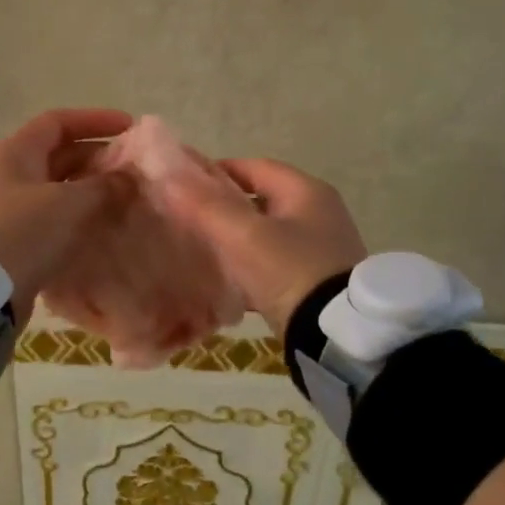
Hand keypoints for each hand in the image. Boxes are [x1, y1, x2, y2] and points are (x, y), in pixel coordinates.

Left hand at [0, 108, 133, 318]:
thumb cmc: (22, 232)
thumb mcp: (70, 204)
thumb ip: (104, 187)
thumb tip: (129, 178)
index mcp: (15, 152)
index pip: (58, 122)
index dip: (95, 121)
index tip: (129, 128)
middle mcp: (6, 174)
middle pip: (57, 156)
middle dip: (96, 160)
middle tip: (132, 172)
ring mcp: (4, 208)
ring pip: (55, 190)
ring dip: (88, 193)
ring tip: (123, 202)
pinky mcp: (8, 240)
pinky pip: (48, 219)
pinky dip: (74, 220)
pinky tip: (99, 231)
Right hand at [163, 157, 366, 337]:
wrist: (336, 337)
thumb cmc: (291, 271)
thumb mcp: (244, 235)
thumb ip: (206, 204)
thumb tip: (168, 171)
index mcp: (306, 191)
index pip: (253, 166)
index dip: (215, 171)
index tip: (182, 186)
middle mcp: (318, 214)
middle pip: (260, 200)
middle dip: (223, 207)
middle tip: (185, 219)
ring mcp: (320, 250)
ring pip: (265, 235)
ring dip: (236, 240)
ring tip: (198, 250)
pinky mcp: (316, 282)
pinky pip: (274, 265)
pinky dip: (250, 269)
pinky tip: (224, 283)